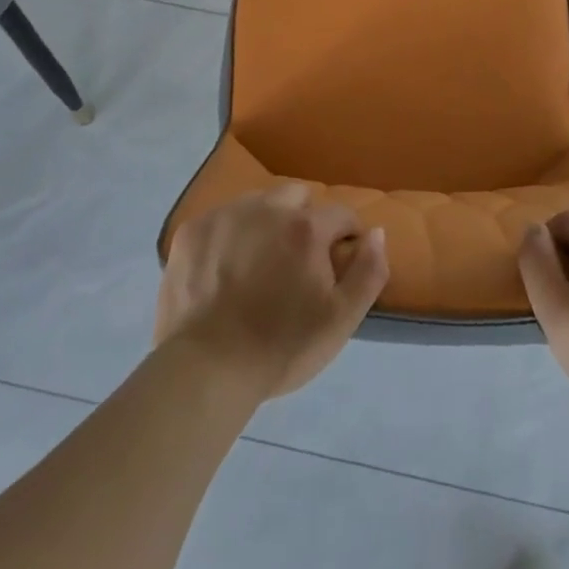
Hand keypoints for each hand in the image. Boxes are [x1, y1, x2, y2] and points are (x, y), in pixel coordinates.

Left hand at [155, 182, 388, 399]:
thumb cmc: (280, 348)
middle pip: (297, 196)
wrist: (205, 371)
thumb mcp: (341, 320)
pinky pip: (222, 219)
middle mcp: (267, 208)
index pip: (341, 214)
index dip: (346, 238)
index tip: (338, 264)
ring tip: (258, 264)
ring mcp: (225, 215)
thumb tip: (376, 232)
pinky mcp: (192, 230)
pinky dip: (229, 235)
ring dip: (266, 222)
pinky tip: (224, 269)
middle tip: (296, 261)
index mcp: (306, 227)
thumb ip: (369, 271)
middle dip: (304, 220)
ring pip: (258, 203)